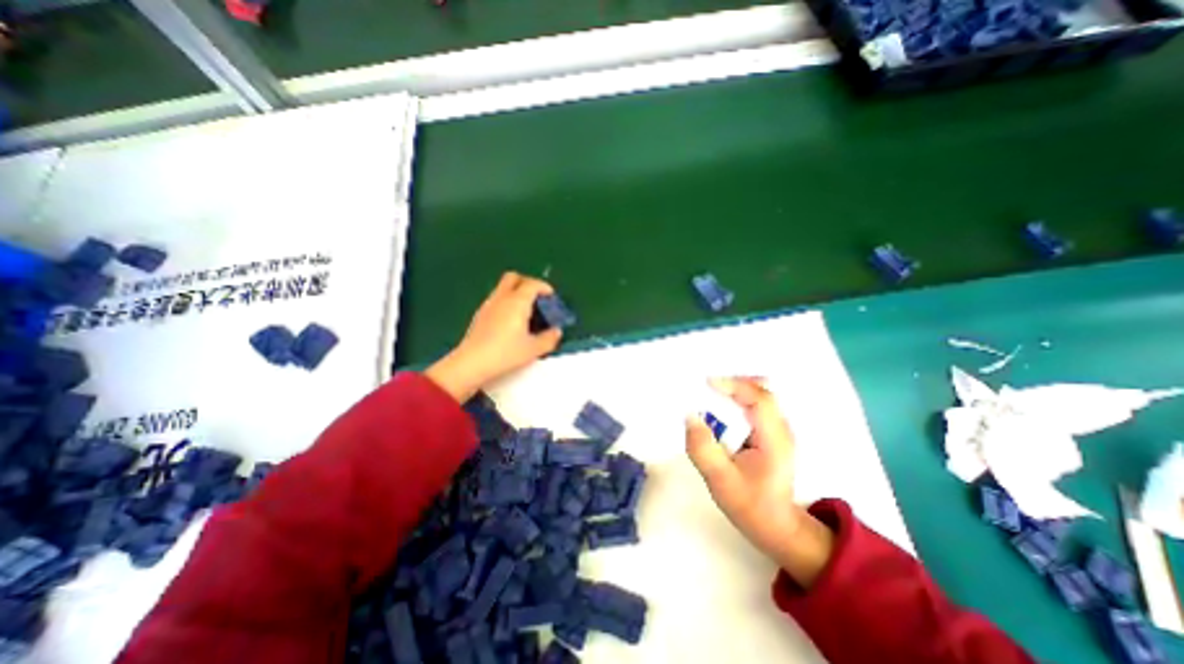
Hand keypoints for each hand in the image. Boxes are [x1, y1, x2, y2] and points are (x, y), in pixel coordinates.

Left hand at [422, 270, 560, 403]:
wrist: (471, 364)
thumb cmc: (505, 354)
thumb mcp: (533, 349)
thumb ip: (549, 338)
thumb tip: (557, 331)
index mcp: (517, 302)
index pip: (532, 284)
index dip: (545, 288)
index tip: (552, 298)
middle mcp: (502, 298)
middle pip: (514, 277)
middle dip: (528, 283)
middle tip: (537, 298)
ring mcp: (488, 305)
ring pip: (503, 288)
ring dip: (516, 293)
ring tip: (526, 312)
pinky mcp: (479, 314)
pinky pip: (496, 299)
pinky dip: (506, 302)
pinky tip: (510, 322)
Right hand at [685, 378, 830, 585]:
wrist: (776, 526)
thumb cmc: (750, 505)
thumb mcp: (721, 481)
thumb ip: (704, 449)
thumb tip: (690, 416)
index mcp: (774, 439)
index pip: (759, 399)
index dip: (733, 385)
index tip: (706, 382)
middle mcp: (780, 428)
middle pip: (761, 390)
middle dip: (732, 383)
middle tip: (704, 386)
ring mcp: (778, 429)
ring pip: (758, 394)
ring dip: (733, 390)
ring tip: (708, 394)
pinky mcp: (770, 432)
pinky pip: (754, 404)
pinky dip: (736, 399)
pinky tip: (719, 408)